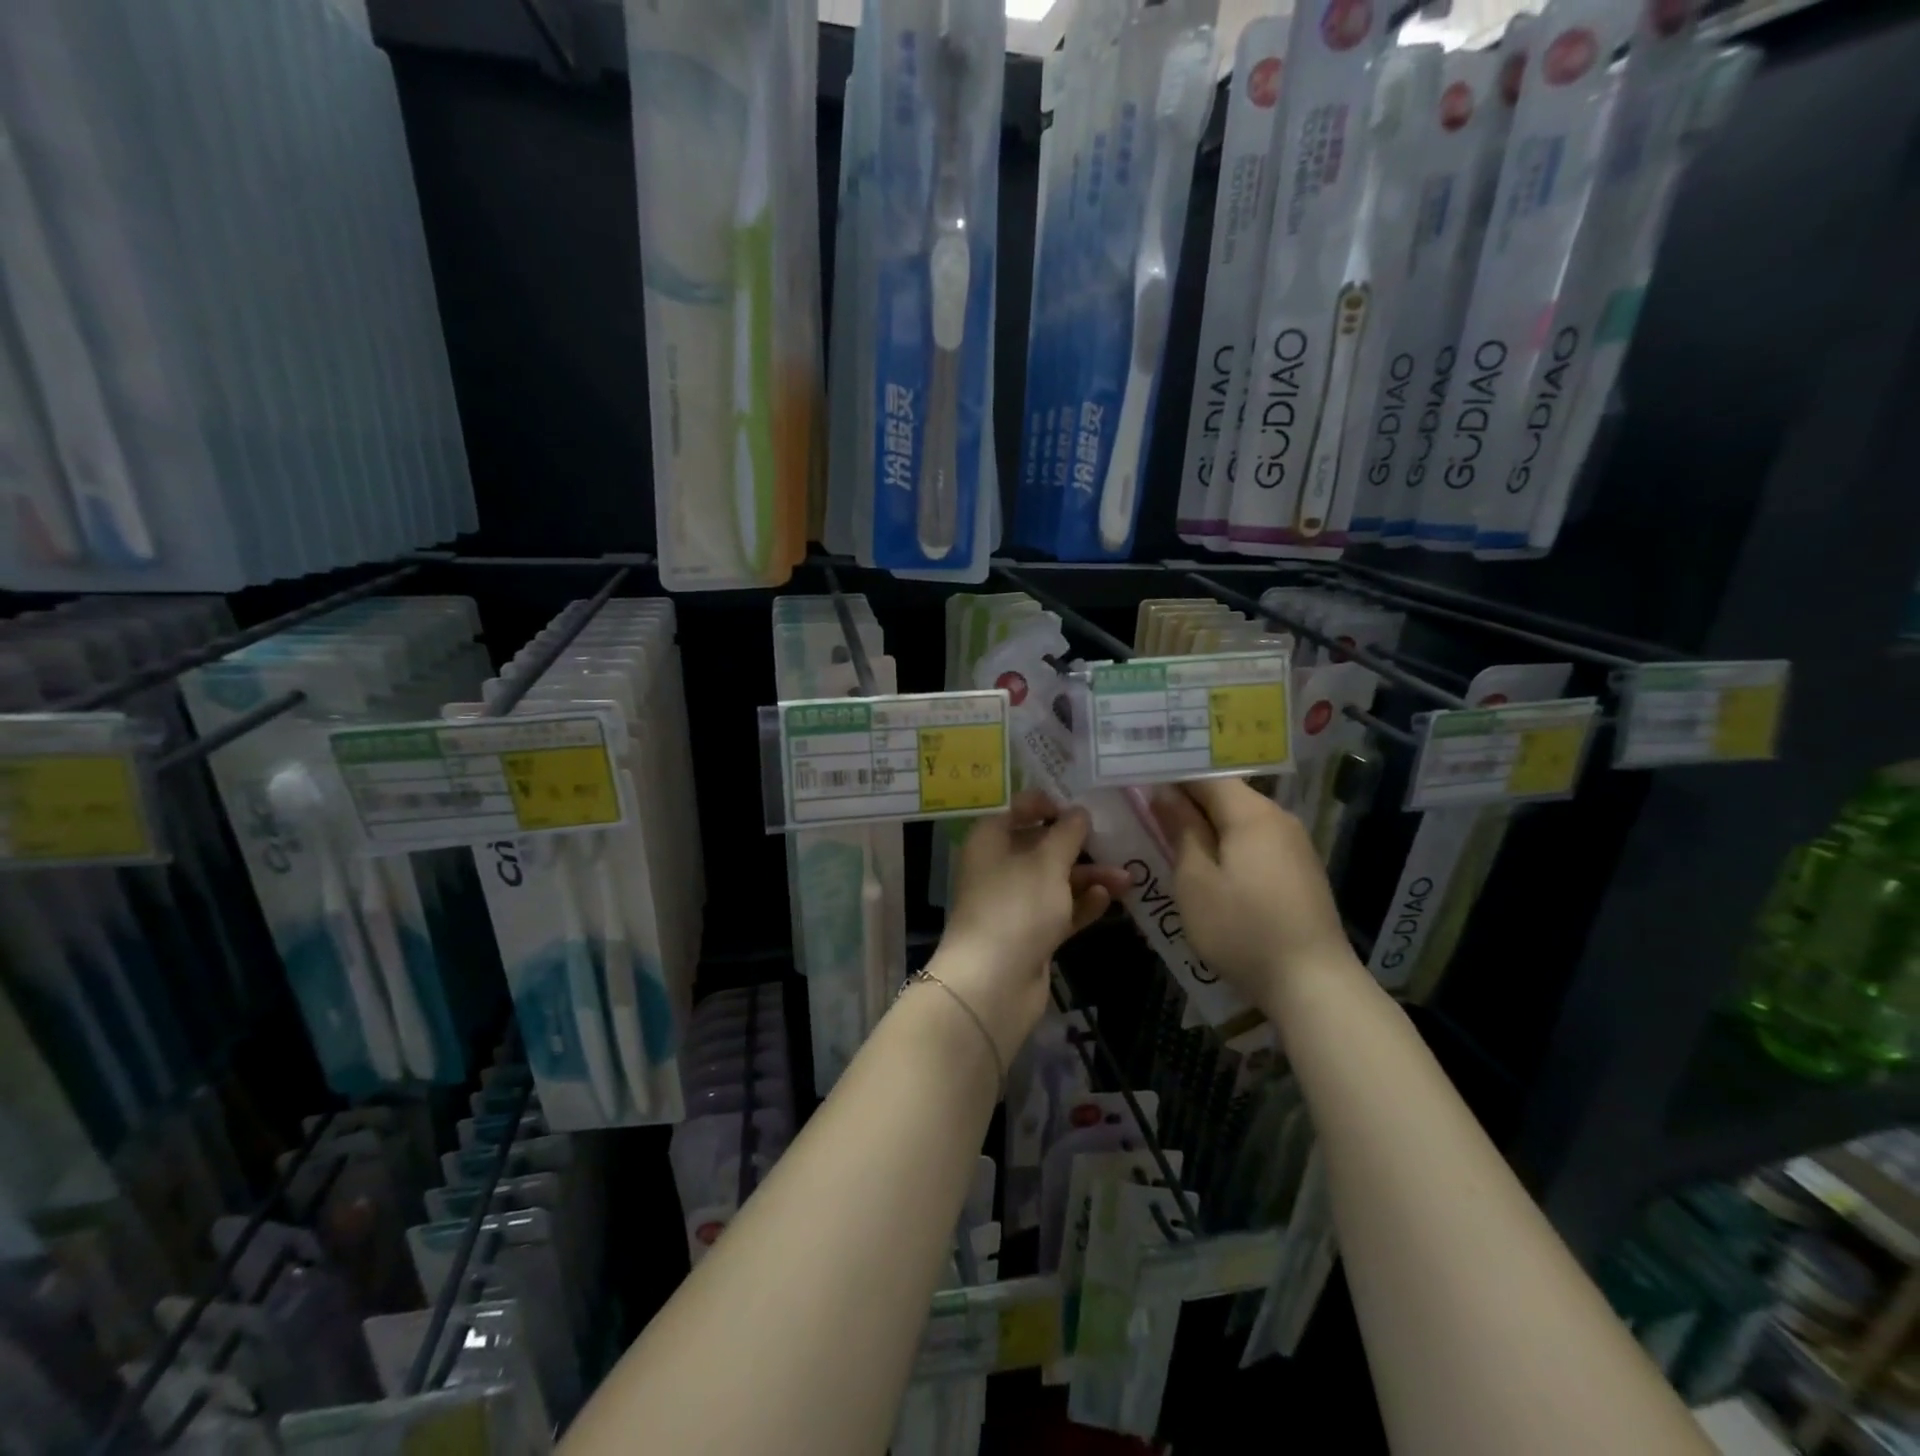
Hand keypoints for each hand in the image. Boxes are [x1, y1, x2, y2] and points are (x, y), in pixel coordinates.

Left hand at [935, 792, 1130, 1048]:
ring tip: (1127, 879)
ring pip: (1055, 880)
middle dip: (1078, 844)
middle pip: (1040, 846)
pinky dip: (1081, 904)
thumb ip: (1067, 834)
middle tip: (1115, 839)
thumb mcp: (1046, 863)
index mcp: (990, 841)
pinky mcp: (1030, 934)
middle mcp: (998, 867)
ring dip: (1089, 877)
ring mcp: (1014, 903)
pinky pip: (1059, 910)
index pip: (1017, 810)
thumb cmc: (1016, 907)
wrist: (992, 984)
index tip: (1082, 805)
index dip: (1047, 804)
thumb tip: (1078, 812)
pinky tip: (1107, 898)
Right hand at [1151, 778, 1357, 1008]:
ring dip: (1205, 822)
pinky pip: (1254, 840)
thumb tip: (1164, 793)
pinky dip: (1227, 842)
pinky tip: (1208, 861)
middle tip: (1145, 806)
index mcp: (1251, 813)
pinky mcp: (1299, 870)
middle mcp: (1278, 818)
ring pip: (1240, 818)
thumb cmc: (1243, 930)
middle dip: (1186, 798)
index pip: (1205, 774)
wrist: (1313, 985)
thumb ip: (1180, 830)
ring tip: (1170, 833)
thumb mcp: (1195, 881)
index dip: (1170, 773)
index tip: (1137, 778)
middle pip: (1225, 793)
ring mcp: (1293, 845)